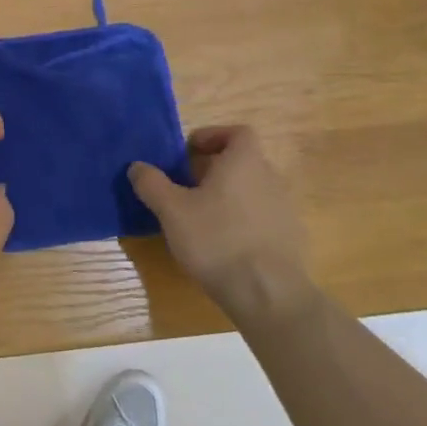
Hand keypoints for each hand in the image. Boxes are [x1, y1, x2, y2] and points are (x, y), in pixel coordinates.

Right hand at [129, 126, 314, 324]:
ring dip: (227, 195)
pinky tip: (224, 245)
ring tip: (200, 218)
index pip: (237, 132)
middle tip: (185, 187)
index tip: (188, 153)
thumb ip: (152, 184)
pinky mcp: (289, 237)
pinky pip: (261, 216)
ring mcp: (284, 208)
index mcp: (244, 161)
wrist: (268, 294)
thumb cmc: (217, 240)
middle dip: (213, 169)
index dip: (212, 136)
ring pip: (251, 189)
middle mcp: (270, 177)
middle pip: (242, 161)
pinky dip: (242, 220)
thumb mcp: (172, 211)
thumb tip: (137, 166)